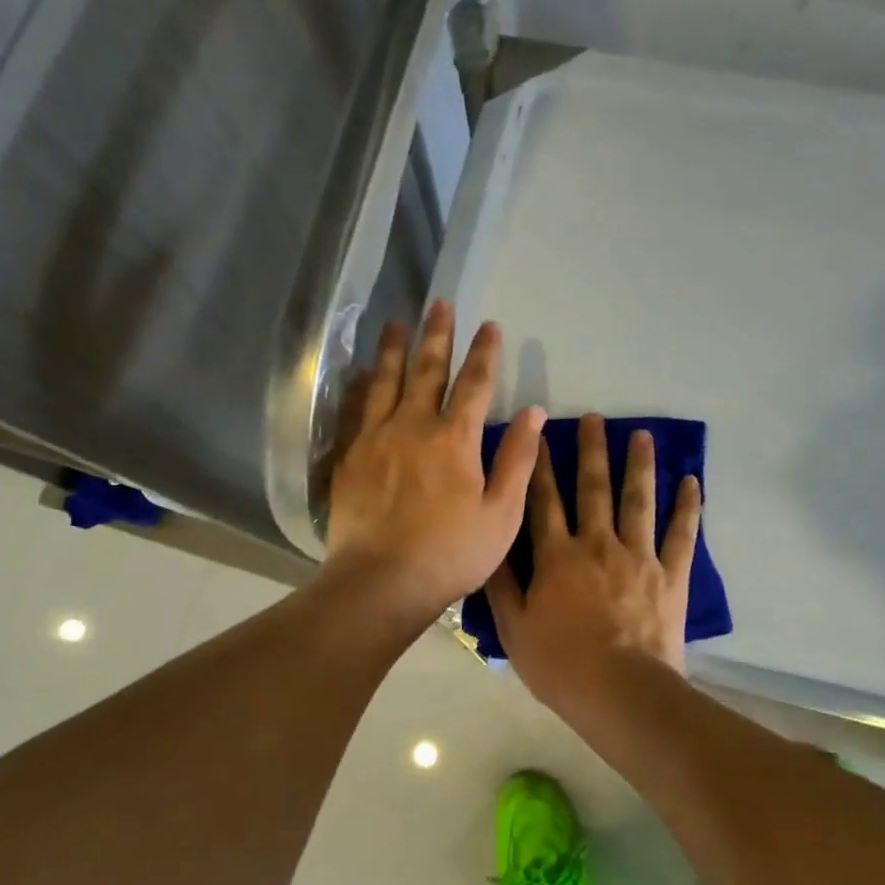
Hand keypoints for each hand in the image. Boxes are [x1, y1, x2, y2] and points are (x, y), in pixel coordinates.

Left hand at [323, 301, 544, 626]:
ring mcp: (376, 438)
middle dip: (437, 335)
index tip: (490, 326)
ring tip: (397, 322)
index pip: (475, 384)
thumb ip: (517, 460)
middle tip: (440, 303)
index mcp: (455, 439)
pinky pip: (356, 409)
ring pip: (386, 381)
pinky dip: (361, 385)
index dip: (485, 353)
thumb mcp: (501, 514)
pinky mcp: (350, 456)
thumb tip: (533, 413)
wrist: (382, 581)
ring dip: (394, 349)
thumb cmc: (451, 553)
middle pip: (427, 370)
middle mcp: (413, 426)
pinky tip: (361, 373)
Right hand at [486, 413, 702, 717]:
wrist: (620, 692)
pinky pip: (682, 535)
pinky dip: (688, 508)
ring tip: (643, 435)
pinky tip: (691, 481)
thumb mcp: (513, 628)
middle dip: (592, 451)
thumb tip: (491, 541)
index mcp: (557, 556)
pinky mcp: (671, 576)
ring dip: (640, 465)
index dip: (542, 467)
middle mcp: (598, 544)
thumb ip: (501, 582)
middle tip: (595, 418)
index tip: (542, 435)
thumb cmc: (560, 664)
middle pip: (594, 489)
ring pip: (639, 501)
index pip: (545, 501)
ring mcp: (639, 557)